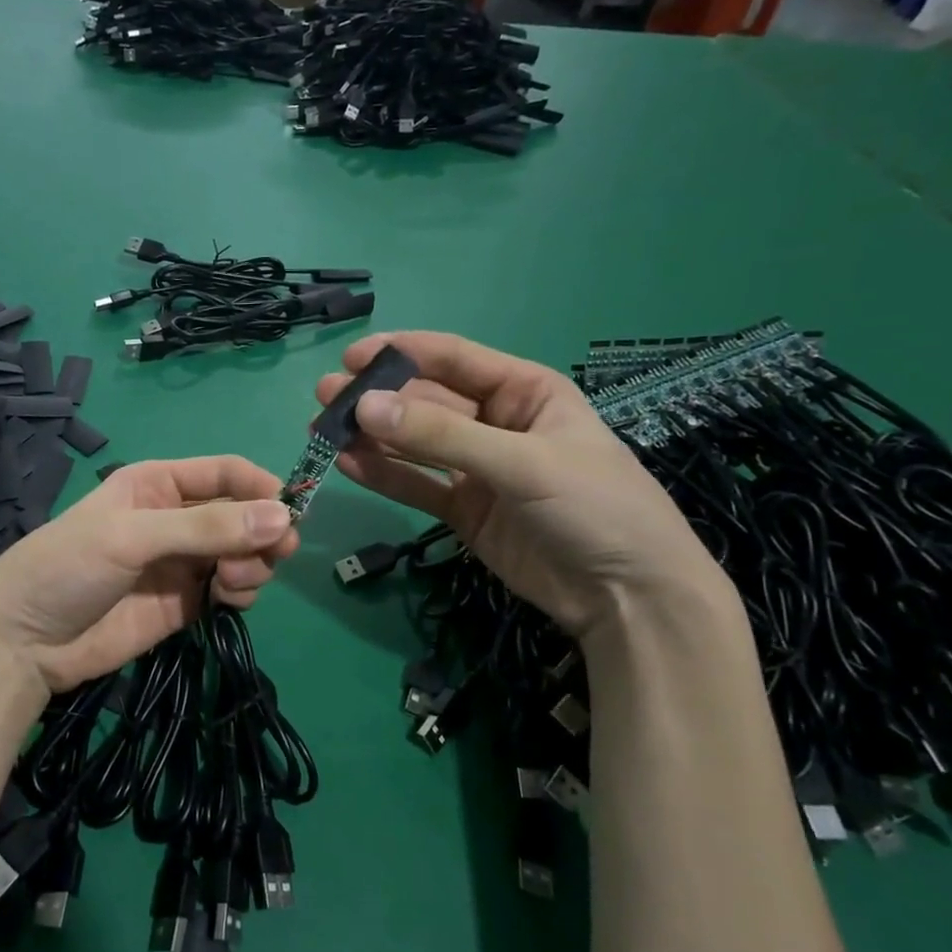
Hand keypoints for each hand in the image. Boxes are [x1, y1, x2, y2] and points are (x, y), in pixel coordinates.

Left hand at [0, 456, 299, 694]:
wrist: (24, 641)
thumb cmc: (68, 567)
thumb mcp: (133, 535)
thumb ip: (206, 527)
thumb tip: (283, 518)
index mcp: (159, 483)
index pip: (226, 473)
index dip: (262, 487)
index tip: (292, 512)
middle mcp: (177, 518)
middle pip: (242, 515)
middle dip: (262, 532)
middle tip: (273, 556)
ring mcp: (182, 563)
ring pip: (243, 553)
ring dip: (253, 564)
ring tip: (234, 582)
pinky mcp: (185, 604)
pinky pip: (230, 590)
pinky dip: (241, 592)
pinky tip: (228, 600)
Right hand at [316, 332, 725, 639]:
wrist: (629, 598)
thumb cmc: (595, 507)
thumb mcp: (523, 463)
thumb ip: (442, 436)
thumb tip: (364, 407)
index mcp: (525, 392)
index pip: (454, 359)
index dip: (402, 353)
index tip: (352, 357)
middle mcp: (496, 423)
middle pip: (426, 402)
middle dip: (377, 398)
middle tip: (325, 397)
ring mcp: (478, 469)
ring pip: (414, 444)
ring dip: (372, 436)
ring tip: (323, 430)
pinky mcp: (464, 510)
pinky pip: (417, 485)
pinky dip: (383, 475)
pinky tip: (347, 464)